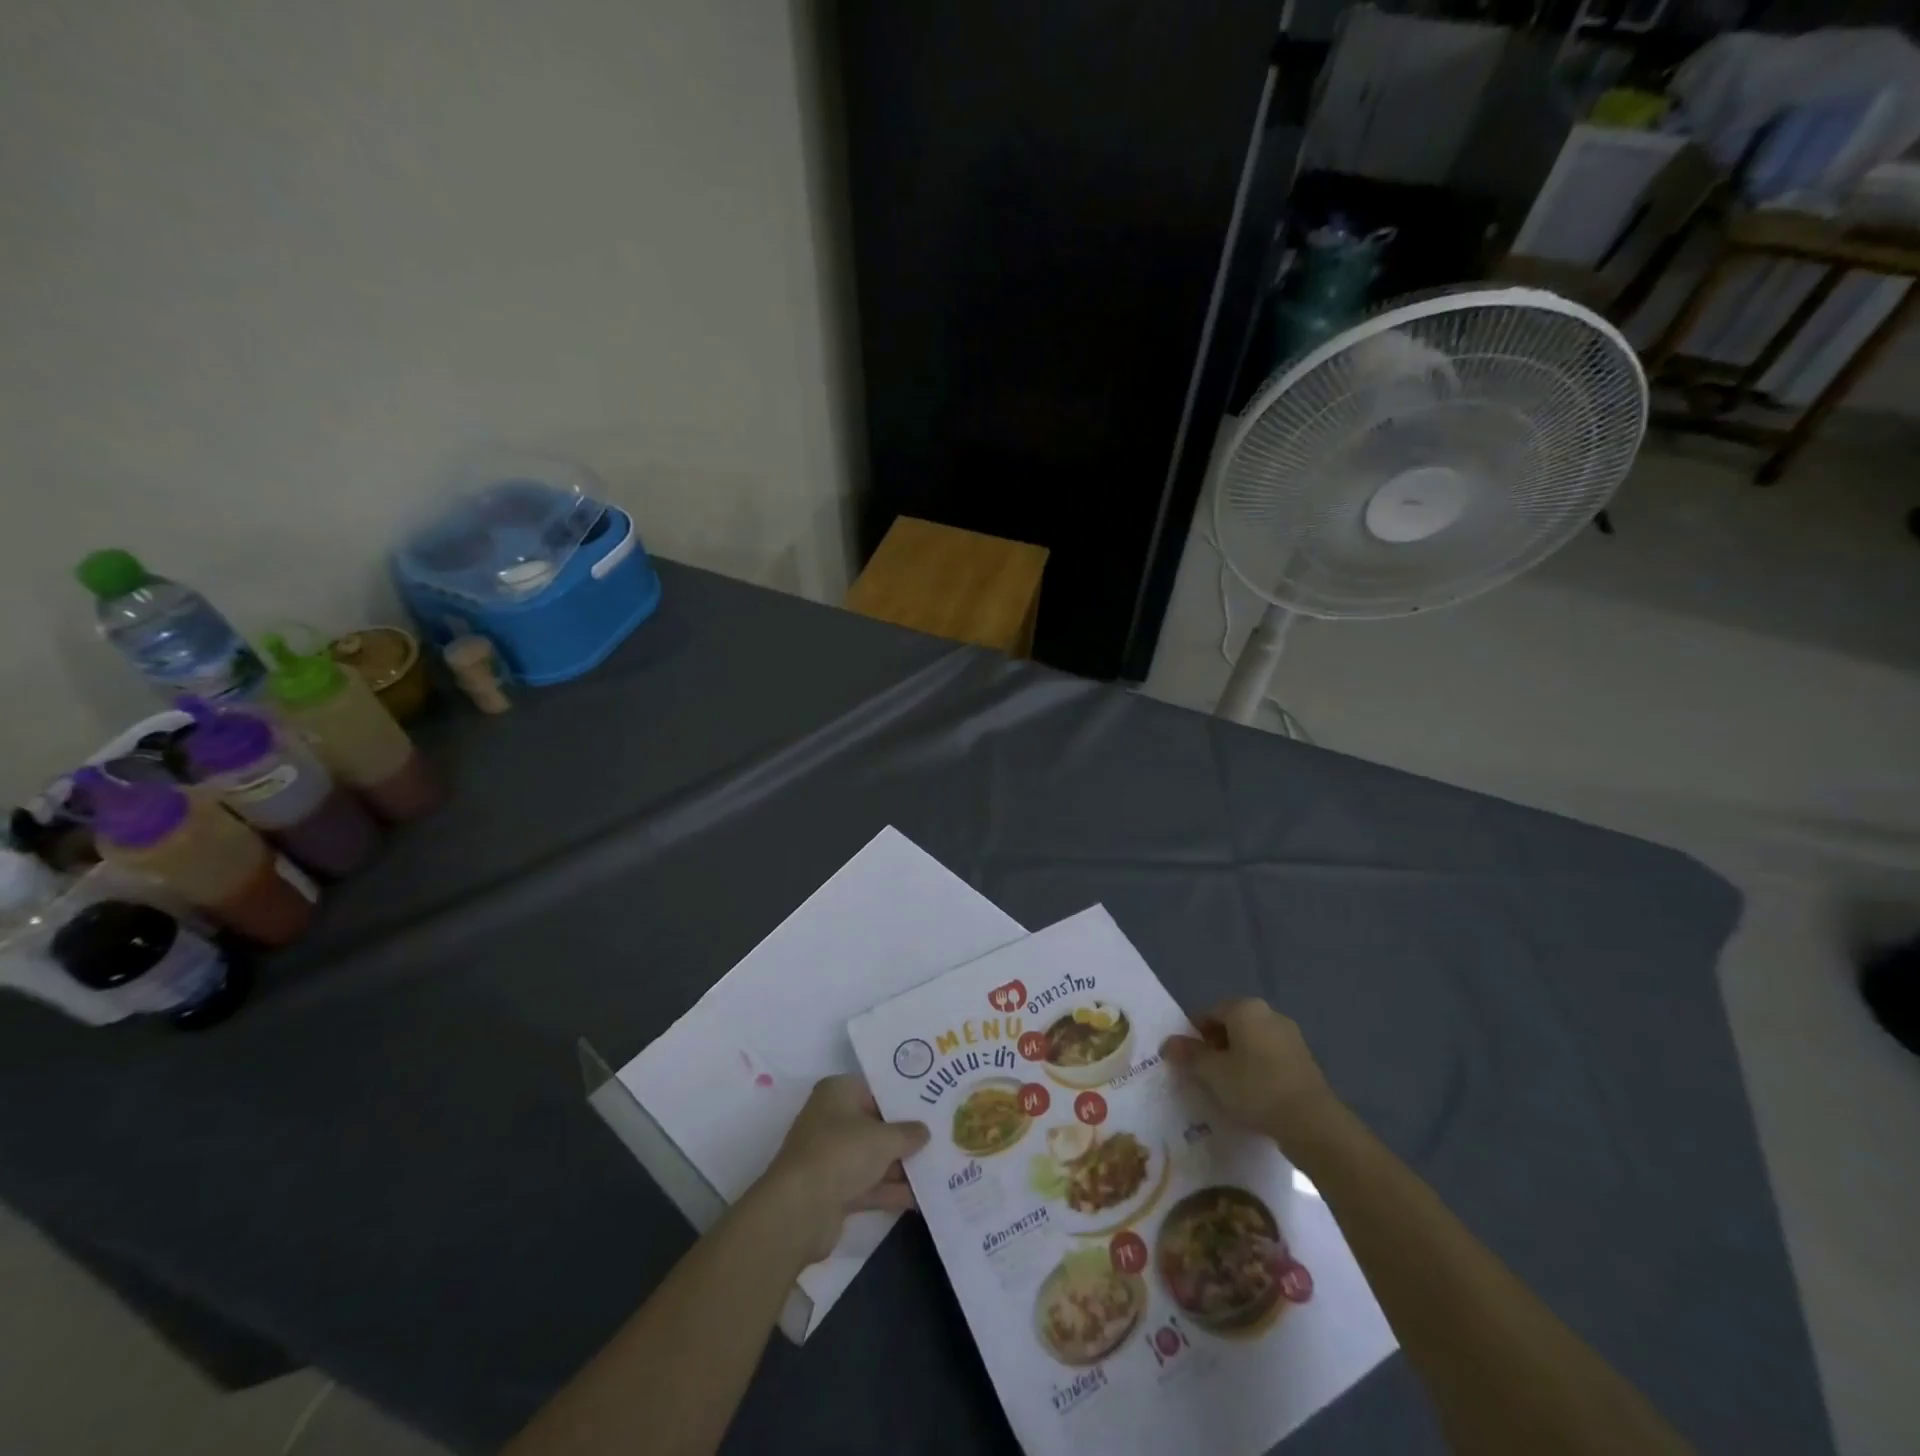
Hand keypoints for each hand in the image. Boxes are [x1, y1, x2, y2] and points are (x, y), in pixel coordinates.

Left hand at [755, 1074, 930, 1262]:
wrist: (799, 1210)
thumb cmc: (841, 1153)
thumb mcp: (883, 1138)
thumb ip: (908, 1133)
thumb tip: (924, 1131)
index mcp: (838, 1093)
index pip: (876, 1088)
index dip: (903, 1095)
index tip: (932, 1100)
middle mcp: (833, 1120)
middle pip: (876, 1123)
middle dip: (906, 1134)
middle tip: (942, 1134)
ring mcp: (833, 1157)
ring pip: (874, 1157)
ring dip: (902, 1165)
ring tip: (940, 1166)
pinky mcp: (835, 1190)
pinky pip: (870, 1185)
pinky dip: (892, 1190)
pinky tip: (924, 1197)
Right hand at [1161, 998, 1340, 1153]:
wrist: (1313, 1123)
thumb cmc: (1255, 1088)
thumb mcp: (1213, 1073)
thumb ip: (1189, 1055)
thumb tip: (1168, 1043)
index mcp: (1245, 1008)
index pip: (1208, 1013)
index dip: (1193, 1036)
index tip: (1188, 1061)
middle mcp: (1269, 1014)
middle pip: (1231, 1026)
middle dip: (1215, 1047)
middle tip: (1205, 1076)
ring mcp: (1290, 1037)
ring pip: (1251, 1043)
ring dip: (1236, 1060)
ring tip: (1228, 1090)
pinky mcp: (1304, 1061)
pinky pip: (1269, 1058)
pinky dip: (1257, 1071)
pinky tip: (1253, 1096)